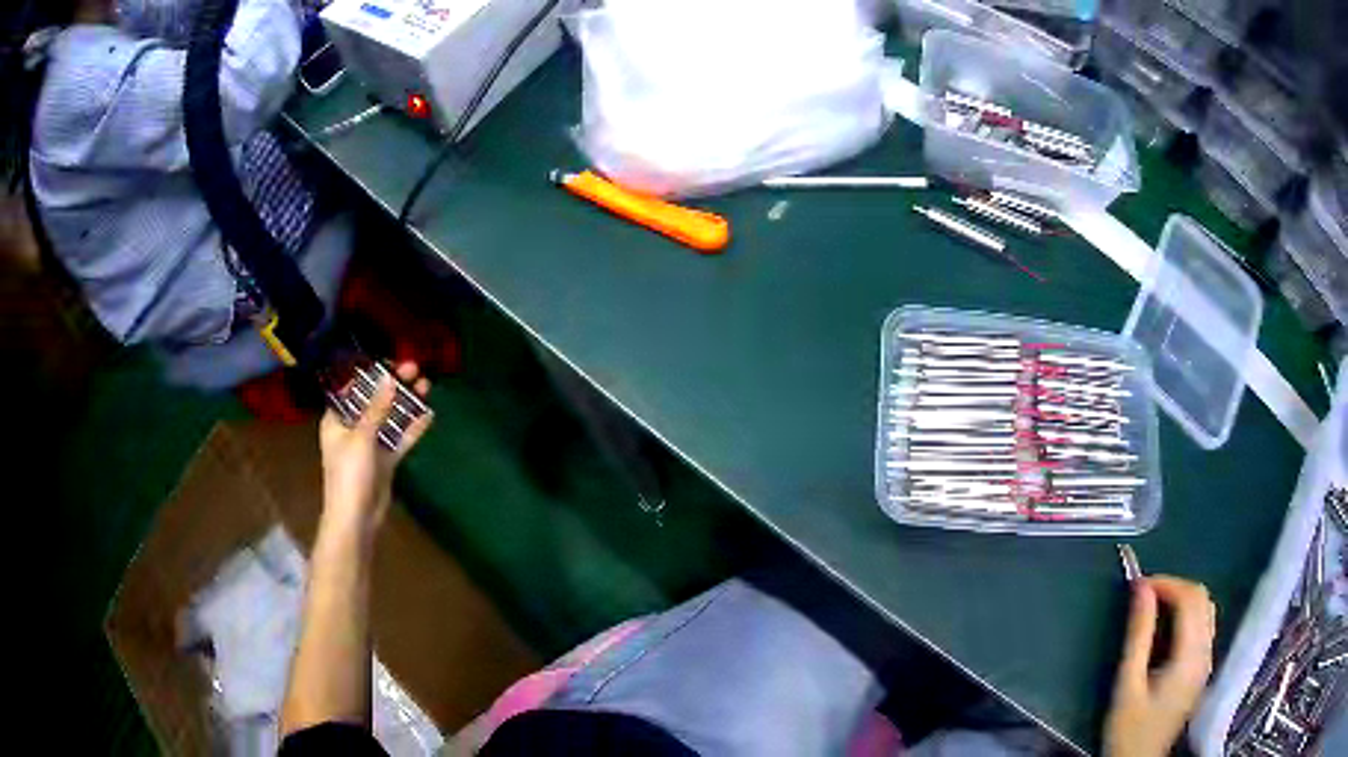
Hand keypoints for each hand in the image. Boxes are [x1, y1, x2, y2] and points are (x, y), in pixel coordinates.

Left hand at [319, 362, 432, 534]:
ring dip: (406, 404)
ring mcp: (369, 445)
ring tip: (426, 385)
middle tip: (415, 368)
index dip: (370, 374)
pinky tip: (428, 414)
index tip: (390, 361)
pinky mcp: (384, 460)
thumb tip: (390, 379)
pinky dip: (412, 428)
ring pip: (389, 418)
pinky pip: (399, 439)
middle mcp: (352, 428)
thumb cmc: (349, 474)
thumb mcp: (361, 438)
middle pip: (374, 401)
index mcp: (337, 420)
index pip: (352, 389)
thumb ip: (377, 408)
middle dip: (393, 386)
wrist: (356, 518)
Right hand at [1104, 576, 1216, 756]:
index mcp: (1190, 656)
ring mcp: (1206, 661)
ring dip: (1182, 600)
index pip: (1189, 599)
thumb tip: (1140, 589)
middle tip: (1144, 596)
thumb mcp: (1127, 685)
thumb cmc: (1129, 730)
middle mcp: (1205, 653)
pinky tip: (1166, 630)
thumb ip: (1138, 635)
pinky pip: (1203, 626)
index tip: (1138, 586)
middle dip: (1175, 588)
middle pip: (1202, 599)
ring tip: (1153, 609)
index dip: (1166, 584)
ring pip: (1205, 610)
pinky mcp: (1202, 669)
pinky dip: (1187, 616)